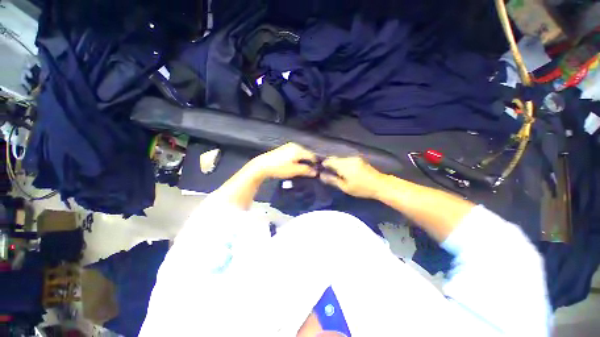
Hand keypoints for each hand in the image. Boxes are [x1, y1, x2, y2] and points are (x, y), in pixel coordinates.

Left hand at [250, 143, 316, 179]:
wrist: (262, 165)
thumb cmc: (279, 168)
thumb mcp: (294, 170)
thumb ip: (306, 170)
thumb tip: (315, 172)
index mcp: (298, 149)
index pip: (312, 155)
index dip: (315, 164)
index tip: (315, 171)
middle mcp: (295, 145)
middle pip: (306, 154)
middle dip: (308, 162)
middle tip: (308, 172)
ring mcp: (288, 146)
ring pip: (300, 154)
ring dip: (302, 161)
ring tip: (300, 170)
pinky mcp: (284, 149)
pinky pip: (295, 153)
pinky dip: (297, 159)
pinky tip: (293, 165)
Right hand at [320, 156, 385, 198]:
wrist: (380, 185)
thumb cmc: (362, 188)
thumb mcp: (345, 187)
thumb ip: (332, 180)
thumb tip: (321, 175)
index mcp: (344, 165)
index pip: (329, 161)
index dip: (323, 165)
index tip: (321, 170)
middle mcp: (348, 159)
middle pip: (334, 159)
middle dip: (329, 164)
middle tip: (327, 173)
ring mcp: (354, 158)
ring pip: (340, 159)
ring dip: (336, 164)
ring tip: (334, 173)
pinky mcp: (358, 159)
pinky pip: (346, 159)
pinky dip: (342, 163)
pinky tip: (343, 170)